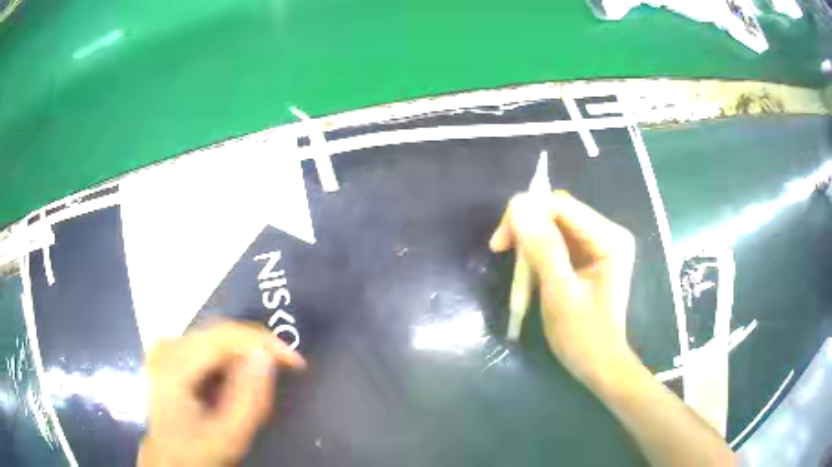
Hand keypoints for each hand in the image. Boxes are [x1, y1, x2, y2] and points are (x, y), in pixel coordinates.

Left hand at [138, 321, 305, 466]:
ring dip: (242, 357)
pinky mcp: (169, 351)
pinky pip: (207, 345)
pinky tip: (232, 383)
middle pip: (220, 333)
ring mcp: (165, 346)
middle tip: (281, 374)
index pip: (224, 336)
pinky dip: (228, 360)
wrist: (168, 457)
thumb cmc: (197, 452)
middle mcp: (166, 347)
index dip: (264, 342)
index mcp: (173, 367)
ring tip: (256, 385)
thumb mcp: (230, 436)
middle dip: (255, 351)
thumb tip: (267, 356)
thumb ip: (250, 399)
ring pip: (216, 338)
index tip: (295, 362)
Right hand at [490, 191, 636, 383]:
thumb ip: (543, 248)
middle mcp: (608, 233)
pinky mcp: (591, 257)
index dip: (526, 215)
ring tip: (516, 271)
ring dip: (530, 244)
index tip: (499, 243)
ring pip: (555, 226)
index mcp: (610, 238)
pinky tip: (529, 274)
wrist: (599, 366)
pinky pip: (558, 243)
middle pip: (558, 212)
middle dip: (527, 229)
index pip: (561, 205)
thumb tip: (518, 206)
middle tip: (501, 251)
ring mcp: (601, 244)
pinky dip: (539, 255)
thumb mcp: (560, 293)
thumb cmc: (583, 336)